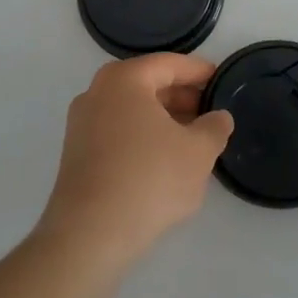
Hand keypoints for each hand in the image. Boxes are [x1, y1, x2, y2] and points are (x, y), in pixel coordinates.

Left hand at [37, 54, 232, 268]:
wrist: (90, 234)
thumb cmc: (149, 179)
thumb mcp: (198, 152)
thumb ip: (214, 128)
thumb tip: (219, 117)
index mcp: (125, 79)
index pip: (168, 64)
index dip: (198, 71)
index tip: (220, 79)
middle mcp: (97, 92)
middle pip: (147, 84)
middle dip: (180, 96)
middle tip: (209, 111)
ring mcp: (82, 123)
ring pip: (131, 109)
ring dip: (162, 118)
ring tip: (192, 138)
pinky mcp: (76, 153)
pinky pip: (117, 131)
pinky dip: (142, 136)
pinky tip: (163, 160)